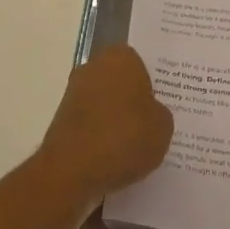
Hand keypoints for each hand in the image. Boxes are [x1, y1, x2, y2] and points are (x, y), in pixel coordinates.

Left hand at [32, 46, 173, 205]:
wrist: (72, 170)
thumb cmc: (124, 137)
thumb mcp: (163, 126)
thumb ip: (160, 113)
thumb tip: (149, 113)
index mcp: (120, 58)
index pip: (143, 63)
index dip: (155, 83)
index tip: (167, 102)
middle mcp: (93, 67)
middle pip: (122, 82)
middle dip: (135, 99)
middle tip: (155, 122)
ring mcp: (74, 94)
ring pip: (106, 103)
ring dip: (118, 119)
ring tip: (138, 145)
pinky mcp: (62, 120)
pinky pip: (92, 123)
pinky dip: (102, 135)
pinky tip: (117, 156)